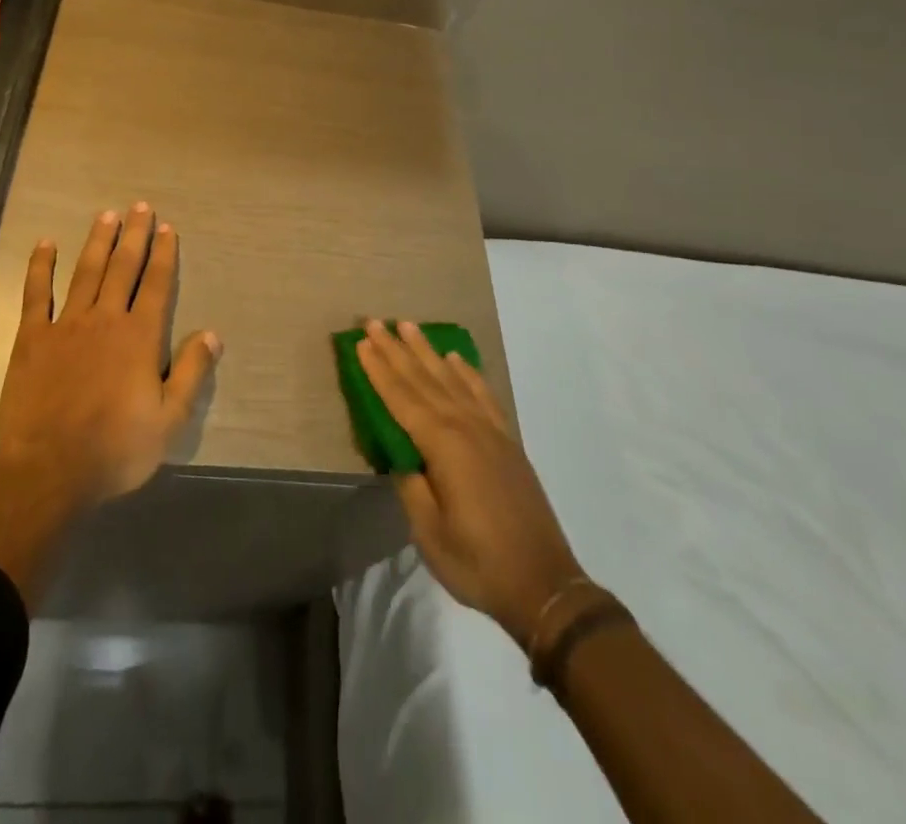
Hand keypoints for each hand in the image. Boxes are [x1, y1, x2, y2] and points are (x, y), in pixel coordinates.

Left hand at [0, 204, 221, 506]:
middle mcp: (106, 319)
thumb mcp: (170, 419)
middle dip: (135, 235)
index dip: (164, 254)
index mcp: (140, 337)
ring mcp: (66, 325)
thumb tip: (213, 334)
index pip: (157, 284)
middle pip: (123, 268)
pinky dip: (41, 267)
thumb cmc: (116, 449)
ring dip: (97, 241)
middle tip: (140, 206)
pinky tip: (46, 244)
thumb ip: (192, 373)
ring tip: (106, 214)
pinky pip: (36, 294)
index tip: (168, 227)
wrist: (50, 471)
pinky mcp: (32, 338)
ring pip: (85, 272)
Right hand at [358, 319, 583, 645]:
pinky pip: (482, 394)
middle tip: (376, 322)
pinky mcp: (506, 441)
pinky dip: (467, 373)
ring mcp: (490, 431)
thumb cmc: (478, 562)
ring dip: (427, 352)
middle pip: (424, 379)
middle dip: (397, 350)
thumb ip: (411, 485)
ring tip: (409, 326)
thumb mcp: (428, 532)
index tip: (361, 342)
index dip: (379, 370)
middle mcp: (466, 426)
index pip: (402, 398)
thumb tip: (401, 454)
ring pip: (452, 379)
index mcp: (443, 445)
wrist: (544, 584)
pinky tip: (456, 359)